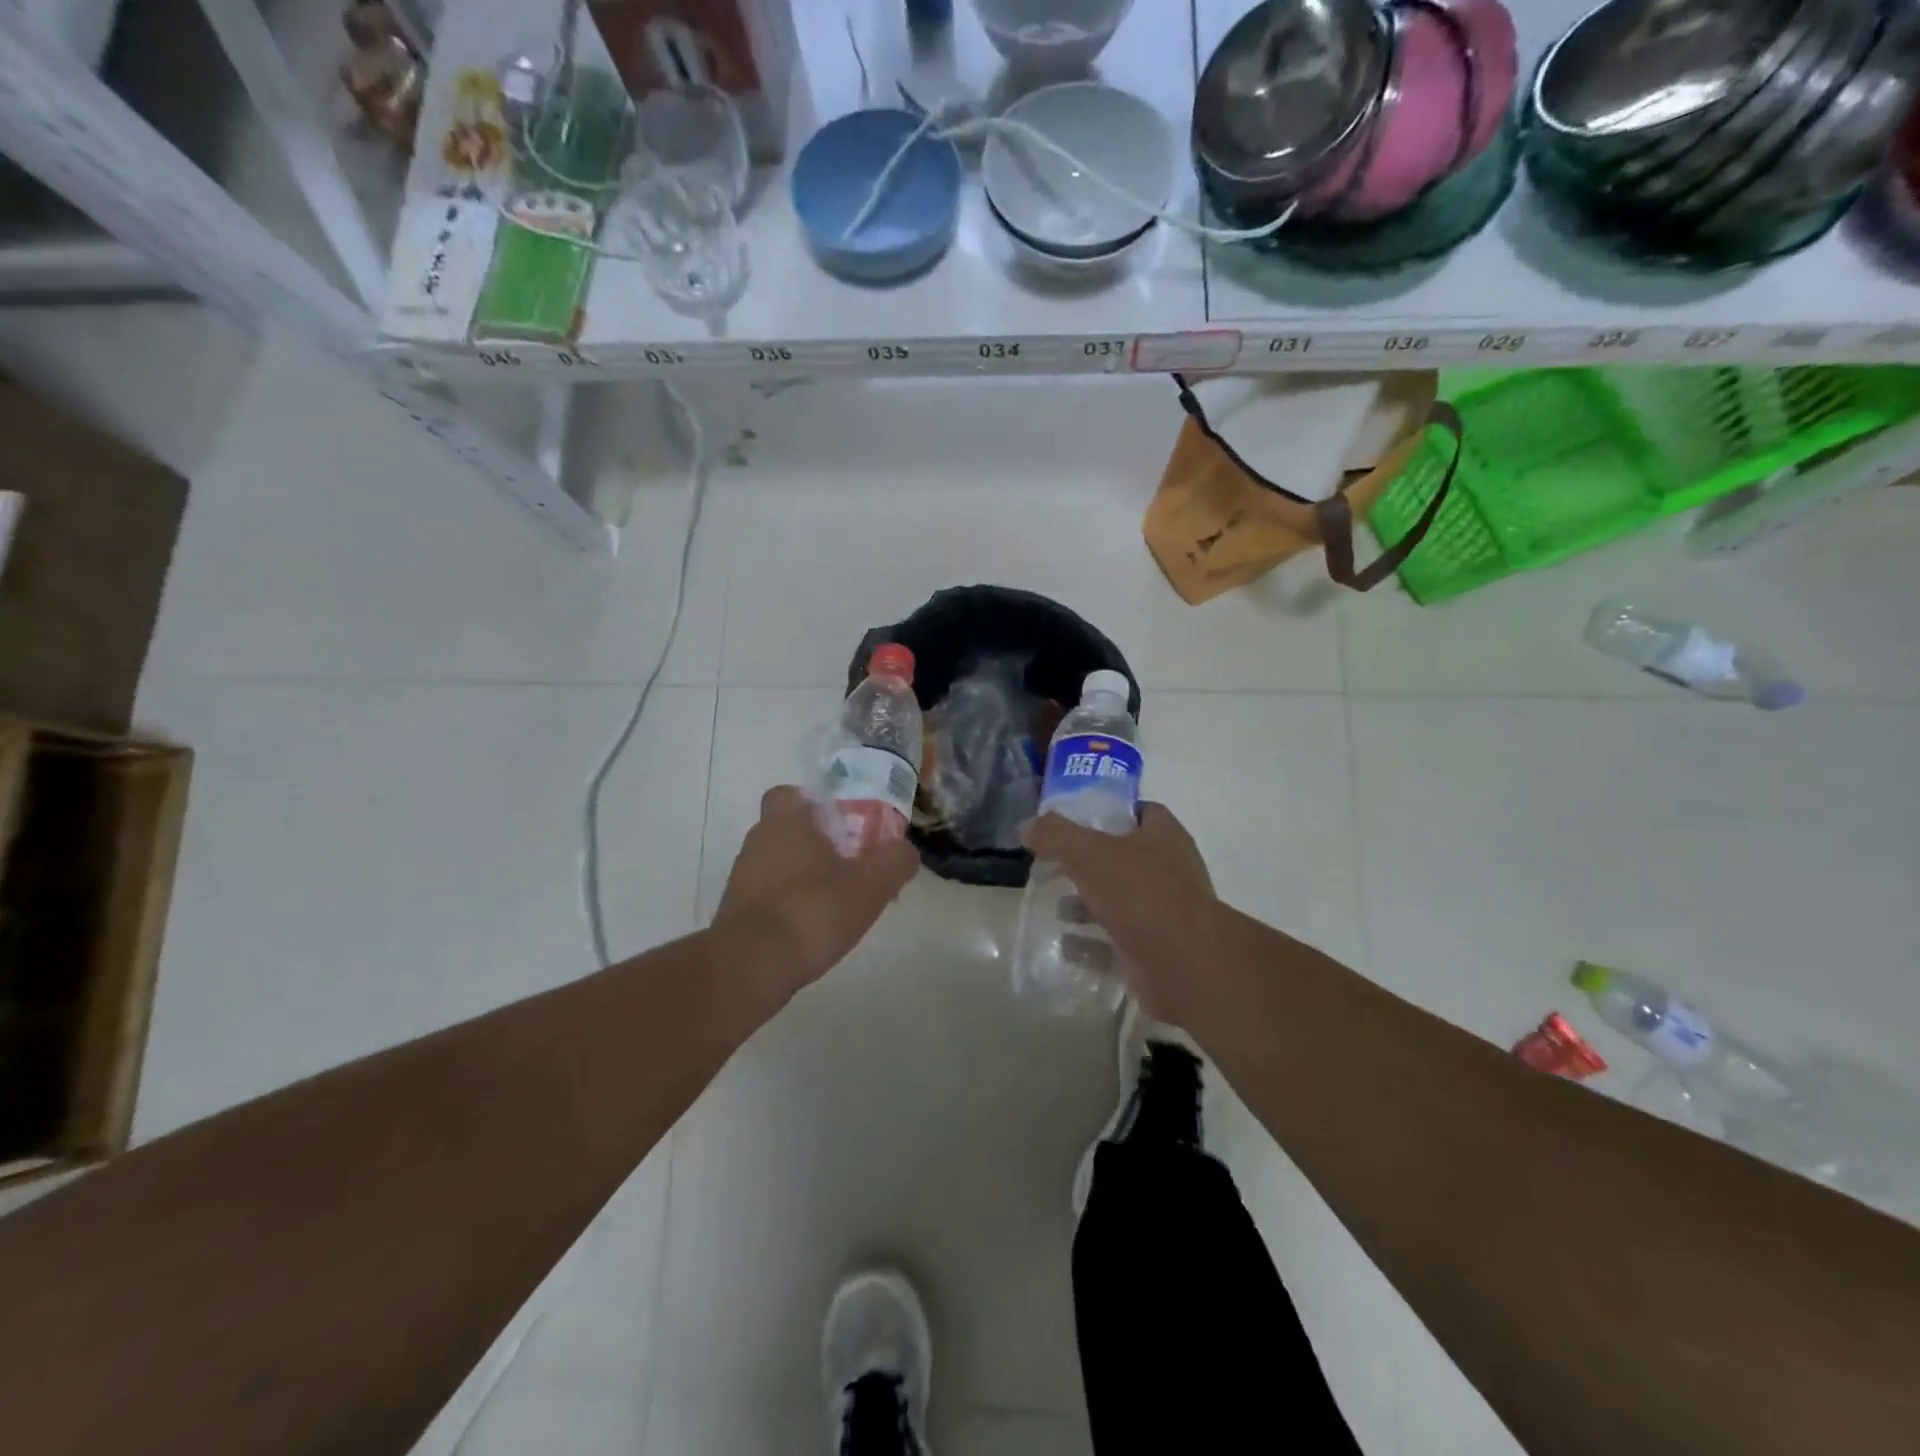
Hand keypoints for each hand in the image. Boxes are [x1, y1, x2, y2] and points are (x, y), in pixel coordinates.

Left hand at [714, 786, 918, 993]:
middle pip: (789, 831)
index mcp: (785, 822)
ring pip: (779, 865)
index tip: (842, 824)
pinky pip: (769, 897)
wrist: (751, 967)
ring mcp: (742, 879)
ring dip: (804, 877)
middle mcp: (757, 842)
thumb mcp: (871, 885)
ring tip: (836, 903)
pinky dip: (790, 905)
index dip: (816, 805)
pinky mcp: (736, 913)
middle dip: (818, 844)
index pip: (790, 794)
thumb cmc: (812, 910)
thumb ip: (895, 861)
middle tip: (851, 865)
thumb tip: (905, 851)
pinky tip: (812, 929)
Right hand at [1023, 802, 1217, 1023]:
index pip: (1139, 812)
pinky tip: (1064, 946)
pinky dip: (1091, 946)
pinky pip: (1116, 946)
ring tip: (1057, 909)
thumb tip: (1027, 825)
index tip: (1073, 820)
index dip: (1107, 812)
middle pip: (1124, 859)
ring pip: (1120, 903)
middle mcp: (1169, 872)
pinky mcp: (1154, 952)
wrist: (1185, 965)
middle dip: (1089, 864)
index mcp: (1164, 837)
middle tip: (1054, 866)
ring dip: (1088, 906)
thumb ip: (1055, 835)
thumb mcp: (1090, 853)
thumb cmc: (1141, 894)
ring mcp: (1164, 915)